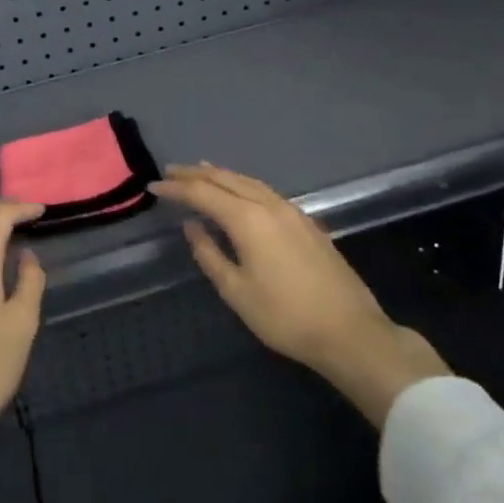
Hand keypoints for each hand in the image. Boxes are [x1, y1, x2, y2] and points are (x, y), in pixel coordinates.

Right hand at [150, 163, 448, 425]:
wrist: (349, 331)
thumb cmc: (285, 316)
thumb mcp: (237, 291)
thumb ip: (209, 255)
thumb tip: (192, 227)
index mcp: (248, 220)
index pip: (203, 194)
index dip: (177, 188)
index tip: (154, 186)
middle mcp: (269, 205)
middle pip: (227, 179)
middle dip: (197, 174)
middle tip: (172, 171)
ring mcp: (292, 211)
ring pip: (249, 182)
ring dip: (221, 175)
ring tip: (201, 172)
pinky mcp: (306, 222)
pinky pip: (265, 191)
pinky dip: (243, 184)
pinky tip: (239, 192)